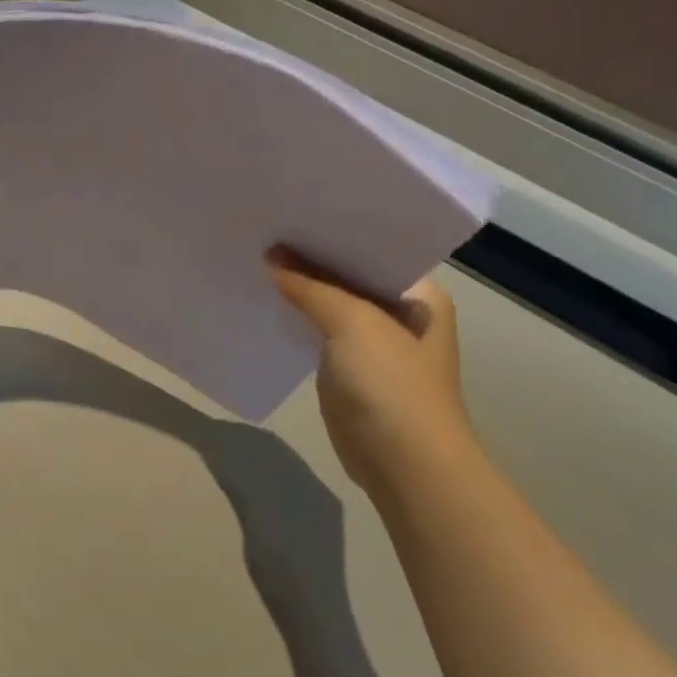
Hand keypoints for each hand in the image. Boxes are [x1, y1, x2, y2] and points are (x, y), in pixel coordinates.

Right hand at [266, 248, 484, 504]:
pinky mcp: (349, 370)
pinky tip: (266, 302)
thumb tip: (270, 257)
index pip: (372, 249)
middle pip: (348, 276)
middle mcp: (399, 314)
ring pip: (330, 305)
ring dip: (300, 290)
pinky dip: (296, 319)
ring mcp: (374, 344)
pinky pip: (318, 333)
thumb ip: (311, 287)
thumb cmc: (391, 384)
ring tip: (258, 259)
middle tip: (266, 232)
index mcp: (418, 295)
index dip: (333, 232)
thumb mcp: (353, 323)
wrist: (403, 463)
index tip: (292, 213)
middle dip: (310, 260)